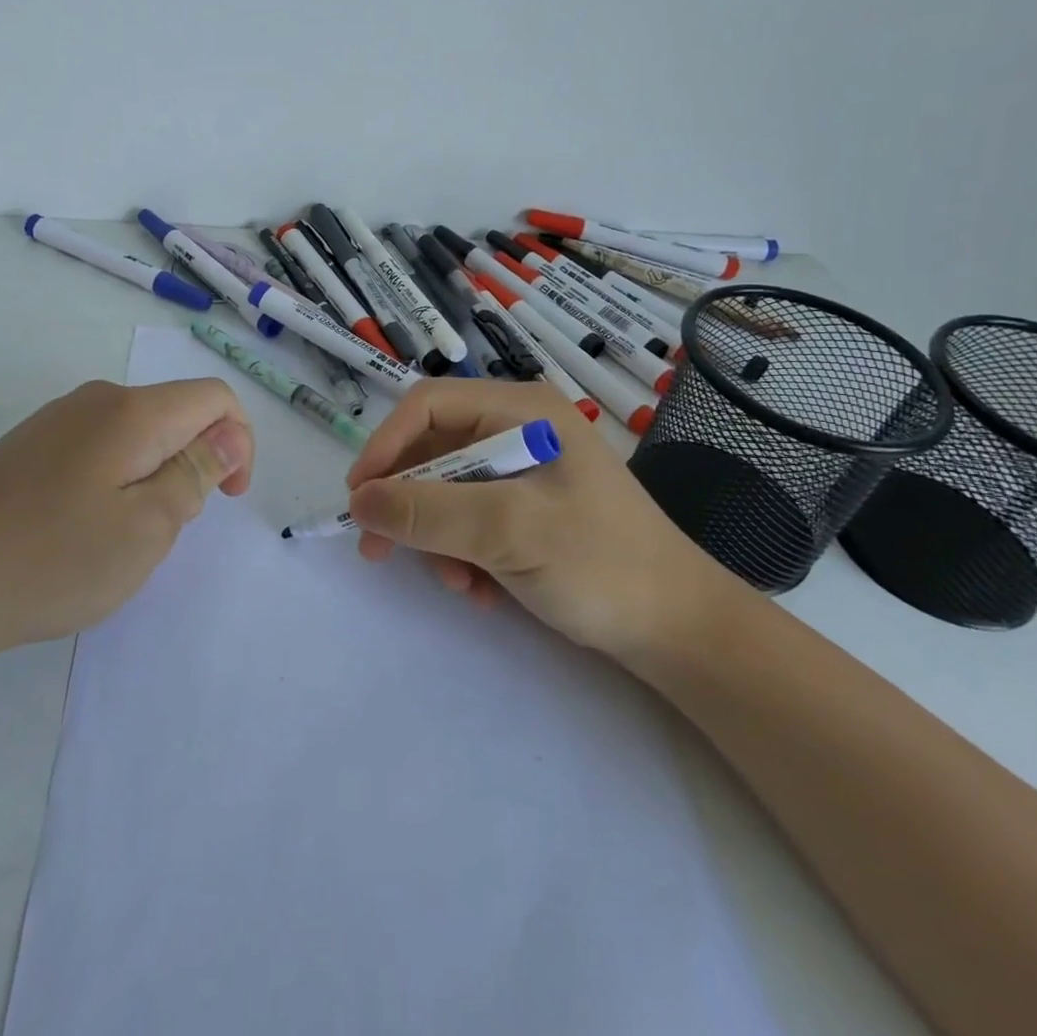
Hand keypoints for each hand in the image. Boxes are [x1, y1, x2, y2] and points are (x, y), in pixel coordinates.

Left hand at [0, 378, 253, 674]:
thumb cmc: (53, 560)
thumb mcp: (148, 527)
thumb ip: (197, 473)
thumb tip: (230, 435)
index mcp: (134, 412)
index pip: (215, 398)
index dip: (239, 442)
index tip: (227, 499)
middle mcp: (98, 399)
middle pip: (176, 414)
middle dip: (193, 465)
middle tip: (164, 531)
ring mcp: (58, 420)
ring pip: (138, 434)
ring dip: (154, 477)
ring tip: (120, 537)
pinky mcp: (32, 445)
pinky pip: (100, 449)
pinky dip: (117, 481)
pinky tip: (81, 530)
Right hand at [345, 379, 730, 663]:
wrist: (679, 630)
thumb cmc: (601, 563)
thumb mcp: (509, 531)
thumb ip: (428, 511)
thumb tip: (357, 501)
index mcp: (521, 411)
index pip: (428, 405)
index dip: (386, 444)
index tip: (359, 497)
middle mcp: (519, 430)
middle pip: (433, 450)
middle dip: (409, 503)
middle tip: (379, 550)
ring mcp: (524, 471)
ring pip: (446, 491)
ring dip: (437, 538)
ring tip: (458, 583)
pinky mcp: (527, 509)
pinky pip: (469, 519)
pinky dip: (462, 553)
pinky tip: (482, 590)